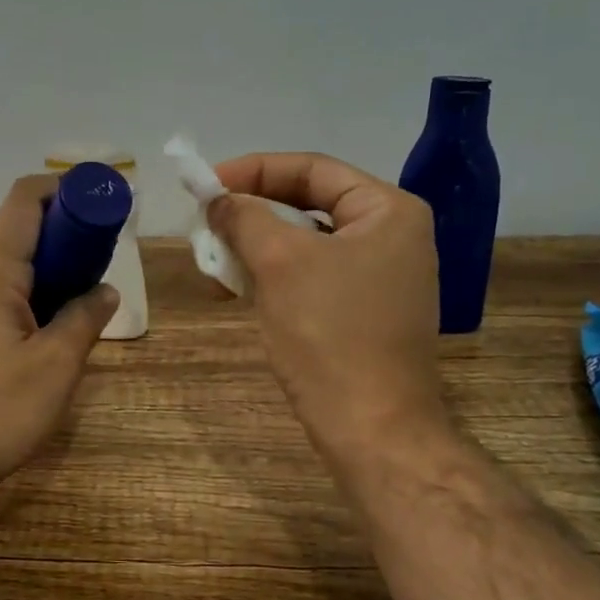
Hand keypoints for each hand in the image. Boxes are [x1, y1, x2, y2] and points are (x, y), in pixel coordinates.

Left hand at [0, 174, 119, 505]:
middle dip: (67, 230)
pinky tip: (57, 325)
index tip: (104, 202)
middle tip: (106, 253)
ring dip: (54, 265)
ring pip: (14, 265)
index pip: (26, 201)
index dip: (66, 188)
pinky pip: (5, 294)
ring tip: (89, 290)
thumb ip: (85, 319)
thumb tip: (106, 290)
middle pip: (21, 229)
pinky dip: (37, 292)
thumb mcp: (56, 365)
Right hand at [210, 153, 452, 470]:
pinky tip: (239, 287)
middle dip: (253, 212)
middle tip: (206, 221)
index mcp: (389, 211)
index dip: (254, 170)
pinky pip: (313, 276)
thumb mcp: (281, 263)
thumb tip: (217, 199)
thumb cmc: (330, 335)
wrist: (372, 430)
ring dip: (257, 245)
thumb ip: (245, 217)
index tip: (206, 185)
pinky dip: (274, 275)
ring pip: (307, 243)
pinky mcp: (365, 312)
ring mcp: (382, 277)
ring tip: (214, 257)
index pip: (313, 169)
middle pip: (310, 204)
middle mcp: (393, 236)